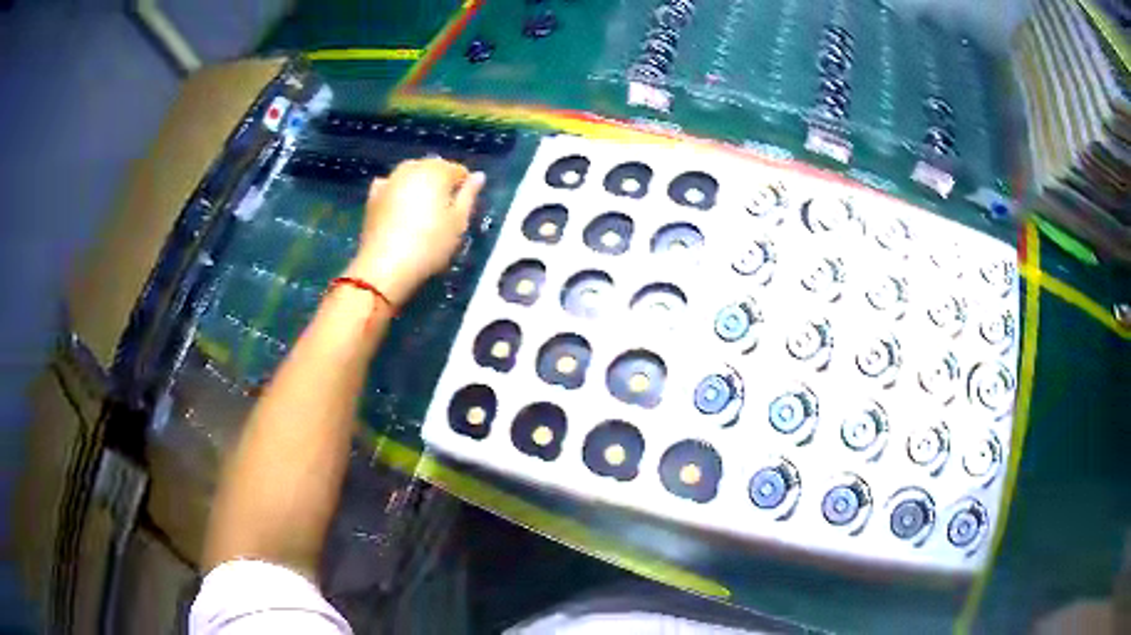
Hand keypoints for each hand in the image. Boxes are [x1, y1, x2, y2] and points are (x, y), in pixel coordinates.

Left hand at [346, 158, 484, 305]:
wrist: (385, 266)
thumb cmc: (430, 244)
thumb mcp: (459, 222)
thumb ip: (469, 195)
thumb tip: (478, 176)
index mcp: (436, 171)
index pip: (458, 170)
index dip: (464, 187)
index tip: (464, 208)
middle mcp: (412, 168)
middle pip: (432, 168)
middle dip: (440, 183)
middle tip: (445, 210)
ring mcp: (389, 180)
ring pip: (410, 175)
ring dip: (419, 185)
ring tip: (423, 209)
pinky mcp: (373, 197)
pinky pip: (390, 186)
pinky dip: (398, 191)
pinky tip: (399, 206)